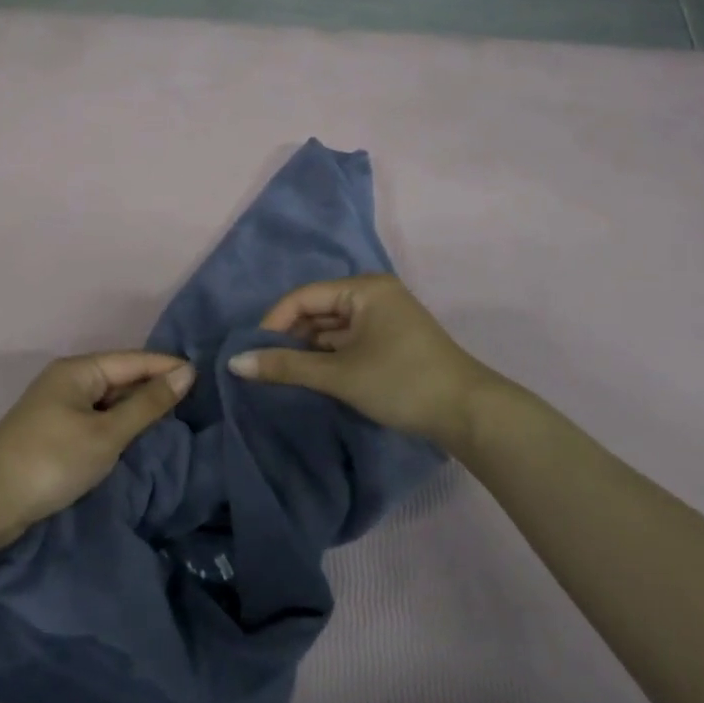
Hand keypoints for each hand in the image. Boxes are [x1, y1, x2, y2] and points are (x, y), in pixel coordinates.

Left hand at [0, 352, 194, 552]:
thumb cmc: (51, 460)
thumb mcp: (106, 434)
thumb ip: (147, 404)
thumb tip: (186, 373)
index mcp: (79, 370)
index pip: (134, 360)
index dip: (168, 367)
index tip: (205, 376)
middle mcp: (69, 380)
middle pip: (122, 376)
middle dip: (155, 386)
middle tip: (198, 399)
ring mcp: (60, 406)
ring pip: (110, 399)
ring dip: (138, 407)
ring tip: (177, 415)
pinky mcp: (55, 432)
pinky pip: (98, 417)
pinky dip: (120, 424)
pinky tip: (140, 434)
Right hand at [227, 275, 497, 450]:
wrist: (468, 413)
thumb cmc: (401, 382)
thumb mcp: (339, 374)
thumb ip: (286, 366)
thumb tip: (235, 363)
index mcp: (364, 289)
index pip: (304, 297)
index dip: (273, 322)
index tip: (251, 352)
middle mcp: (374, 295)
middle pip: (317, 310)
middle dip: (289, 336)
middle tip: (262, 366)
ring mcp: (384, 319)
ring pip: (332, 328)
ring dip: (308, 350)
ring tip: (281, 374)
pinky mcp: (390, 342)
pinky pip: (348, 341)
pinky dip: (328, 357)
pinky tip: (310, 376)